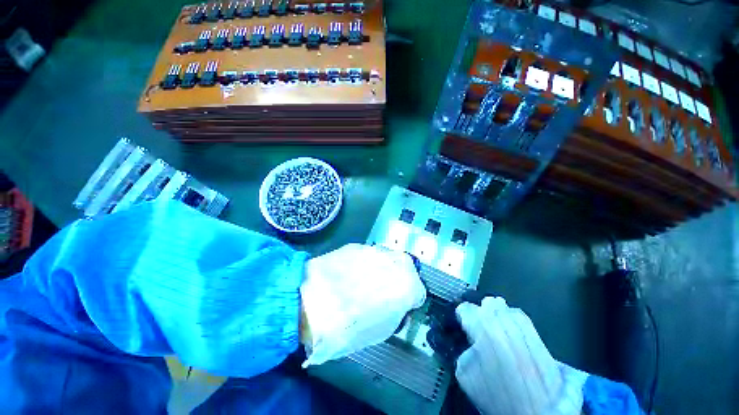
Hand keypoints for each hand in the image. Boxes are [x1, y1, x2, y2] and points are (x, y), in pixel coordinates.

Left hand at [299, 244, 425, 366]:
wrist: (312, 304)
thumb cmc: (349, 326)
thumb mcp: (382, 329)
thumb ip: (397, 311)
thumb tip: (398, 303)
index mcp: (407, 284)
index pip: (419, 290)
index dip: (409, 298)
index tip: (400, 302)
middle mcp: (394, 262)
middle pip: (404, 268)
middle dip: (397, 277)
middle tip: (382, 290)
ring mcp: (374, 250)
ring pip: (385, 259)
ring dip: (380, 268)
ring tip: (362, 282)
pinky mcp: (356, 246)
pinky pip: (366, 254)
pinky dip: (363, 263)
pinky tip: (349, 274)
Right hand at [455, 297, 587, 414]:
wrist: (539, 409)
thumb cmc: (497, 392)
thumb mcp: (466, 374)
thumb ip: (462, 350)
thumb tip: (467, 343)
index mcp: (479, 324)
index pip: (464, 308)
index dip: (462, 317)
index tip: (462, 324)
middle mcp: (499, 317)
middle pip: (486, 302)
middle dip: (481, 312)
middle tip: (479, 325)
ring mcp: (518, 321)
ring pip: (502, 306)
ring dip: (496, 313)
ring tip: (495, 328)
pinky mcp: (534, 330)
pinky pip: (518, 315)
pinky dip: (512, 319)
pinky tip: (510, 331)